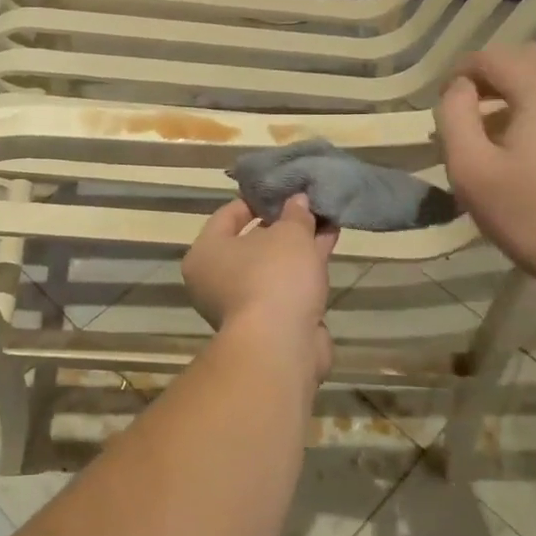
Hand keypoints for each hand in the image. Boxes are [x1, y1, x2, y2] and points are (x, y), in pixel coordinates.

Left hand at [183, 195, 337, 379]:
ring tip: (327, 219)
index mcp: (206, 253)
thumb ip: (295, 214)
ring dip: (299, 245)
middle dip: (283, 224)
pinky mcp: (270, 322)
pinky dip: (305, 267)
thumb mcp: (289, 234)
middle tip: (308, 204)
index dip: (256, 200)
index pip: (227, 216)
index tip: (281, 188)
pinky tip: (328, 245)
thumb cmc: (273, 277)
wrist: (282, 346)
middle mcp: (217, 279)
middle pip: (252, 242)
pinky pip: (287, 284)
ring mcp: (243, 303)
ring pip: (273, 264)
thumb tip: (298, 201)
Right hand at [435, 45, 535, 304]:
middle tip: (472, 110)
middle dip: (495, 74)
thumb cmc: (533, 217)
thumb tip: (458, 88)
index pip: (492, 56)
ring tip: (510, 119)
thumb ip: (454, 116)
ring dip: (529, 82)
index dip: (461, 72)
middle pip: (529, 55)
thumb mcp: (470, 170)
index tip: (446, 102)